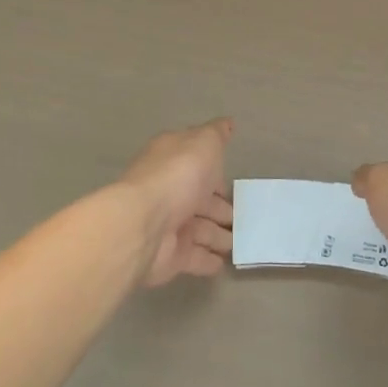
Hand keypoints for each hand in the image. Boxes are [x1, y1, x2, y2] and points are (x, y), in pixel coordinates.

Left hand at [118, 119, 235, 286]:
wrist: (143, 224)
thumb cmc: (177, 175)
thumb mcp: (204, 143)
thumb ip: (217, 134)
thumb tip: (227, 123)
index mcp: (173, 161)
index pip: (197, 164)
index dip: (215, 172)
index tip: (232, 180)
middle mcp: (169, 192)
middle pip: (199, 200)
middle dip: (220, 208)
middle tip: (244, 217)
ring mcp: (168, 225)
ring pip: (199, 230)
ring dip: (219, 235)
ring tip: (242, 242)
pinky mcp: (169, 256)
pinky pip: (194, 258)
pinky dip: (208, 260)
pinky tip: (224, 263)